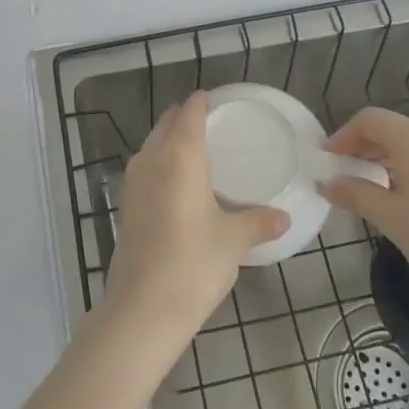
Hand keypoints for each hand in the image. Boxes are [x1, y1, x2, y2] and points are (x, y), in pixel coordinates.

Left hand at [103, 93, 288, 340]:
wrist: (142, 309)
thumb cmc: (193, 263)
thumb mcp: (233, 240)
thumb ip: (258, 222)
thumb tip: (283, 217)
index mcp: (180, 156)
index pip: (190, 113)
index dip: (202, 102)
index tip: (218, 99)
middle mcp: (152, 159)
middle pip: (167, 123)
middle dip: (186, 117)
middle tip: (213, 124)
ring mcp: (133, 182)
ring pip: (152, 145)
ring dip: (170, 140)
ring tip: (197, 150)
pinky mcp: (125, 205)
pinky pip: (145, 168)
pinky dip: (161, 163)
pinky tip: (178, 184)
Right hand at [322, 107, 408, 325]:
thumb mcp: (392, 220)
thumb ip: (357, 194)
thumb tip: (329, 183)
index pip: (369, 120)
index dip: (343, 136)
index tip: (328, 160)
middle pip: (393, 128)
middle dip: (365, 147)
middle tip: (344, 174)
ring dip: (389, 157)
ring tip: (372, 186)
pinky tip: (407, 193)